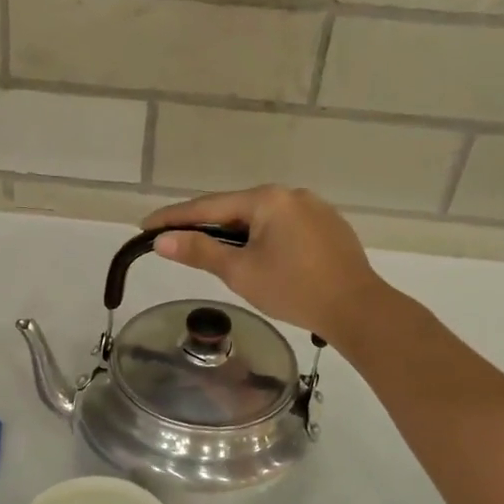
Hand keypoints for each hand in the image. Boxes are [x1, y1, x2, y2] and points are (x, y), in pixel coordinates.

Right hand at [141, 186, 386, 342]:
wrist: (358, 309)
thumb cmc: (294, 290)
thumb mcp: (240, 272)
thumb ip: (200, 251)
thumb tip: (162, 240)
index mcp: (267, 199)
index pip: (209, 207)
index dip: (174, 218)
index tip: (145, 226)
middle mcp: (291, 194)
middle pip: (235, 209)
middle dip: (205, 226)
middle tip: (176, 241)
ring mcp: (314, 209)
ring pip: (261, 219)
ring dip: (235, 234)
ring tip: (215, 254)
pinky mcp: (329, 227)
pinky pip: (284, 228)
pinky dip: (263, 239)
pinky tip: (259, 258)